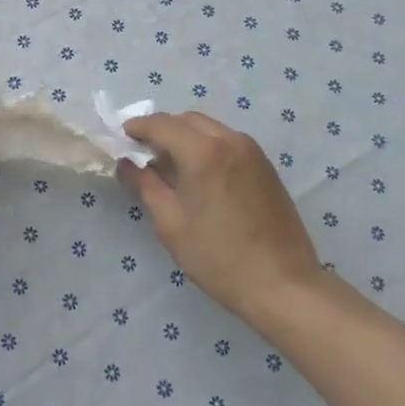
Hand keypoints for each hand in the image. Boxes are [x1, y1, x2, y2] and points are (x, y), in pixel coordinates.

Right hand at [119, 112, 327, 330]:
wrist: (283, 285)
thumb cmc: (218, 257)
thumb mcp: (171, 223)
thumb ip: (145, 185)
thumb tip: (126, 164)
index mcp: (203, 151)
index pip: (161, 124)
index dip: (137, 128)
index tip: (121, 138)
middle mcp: (230, 140)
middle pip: (187, 120)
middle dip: (162, 130)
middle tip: (143, 154)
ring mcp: (252, 152)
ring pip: (209, 129)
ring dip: (186, 137)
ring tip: (171, 166)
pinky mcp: (265, 167)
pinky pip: (228, 143)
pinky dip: (207, 147)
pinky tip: (200, 176)